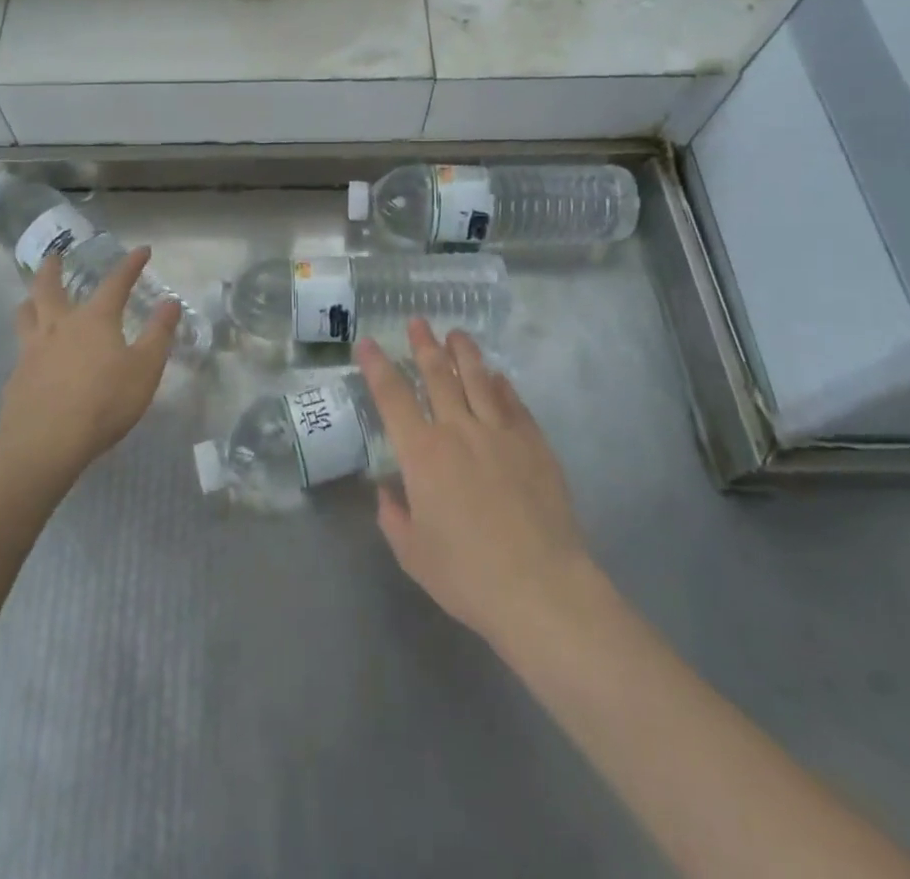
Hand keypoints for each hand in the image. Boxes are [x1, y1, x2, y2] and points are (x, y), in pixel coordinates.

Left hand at [0, 247, 180, 481]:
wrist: (45, 442)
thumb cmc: (104, 402)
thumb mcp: (145, 369)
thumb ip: (158, 334)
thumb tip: (170, 302)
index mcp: (94, 319)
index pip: (115, 282)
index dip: (131, 265)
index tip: (142, 250)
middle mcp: (59, 326)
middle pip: (49, 287)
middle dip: (53, 268)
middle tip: (54, 256)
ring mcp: (32, 350)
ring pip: (25, 314)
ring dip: (30, 300)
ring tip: (32, 299)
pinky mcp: (16, 377)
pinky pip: (20, 349)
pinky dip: (27, 342)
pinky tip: (33, 356)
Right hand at [358, 320, 594, 648]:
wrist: (540, 588)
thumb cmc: (468, 575)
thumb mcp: (413, 554)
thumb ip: (394, 517)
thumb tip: (388, 491)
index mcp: (422, 454)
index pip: (393, 397)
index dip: (378, 367)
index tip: (369, 343)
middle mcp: (459, 431)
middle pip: (438, 375)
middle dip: (424, 345)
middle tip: (418, 321)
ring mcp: (500, 433)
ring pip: (478, 379)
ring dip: (464, 353)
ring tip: (456, 333)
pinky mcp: (534, 444)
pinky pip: (514, 403)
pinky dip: (502, 385)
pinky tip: (497, 375)